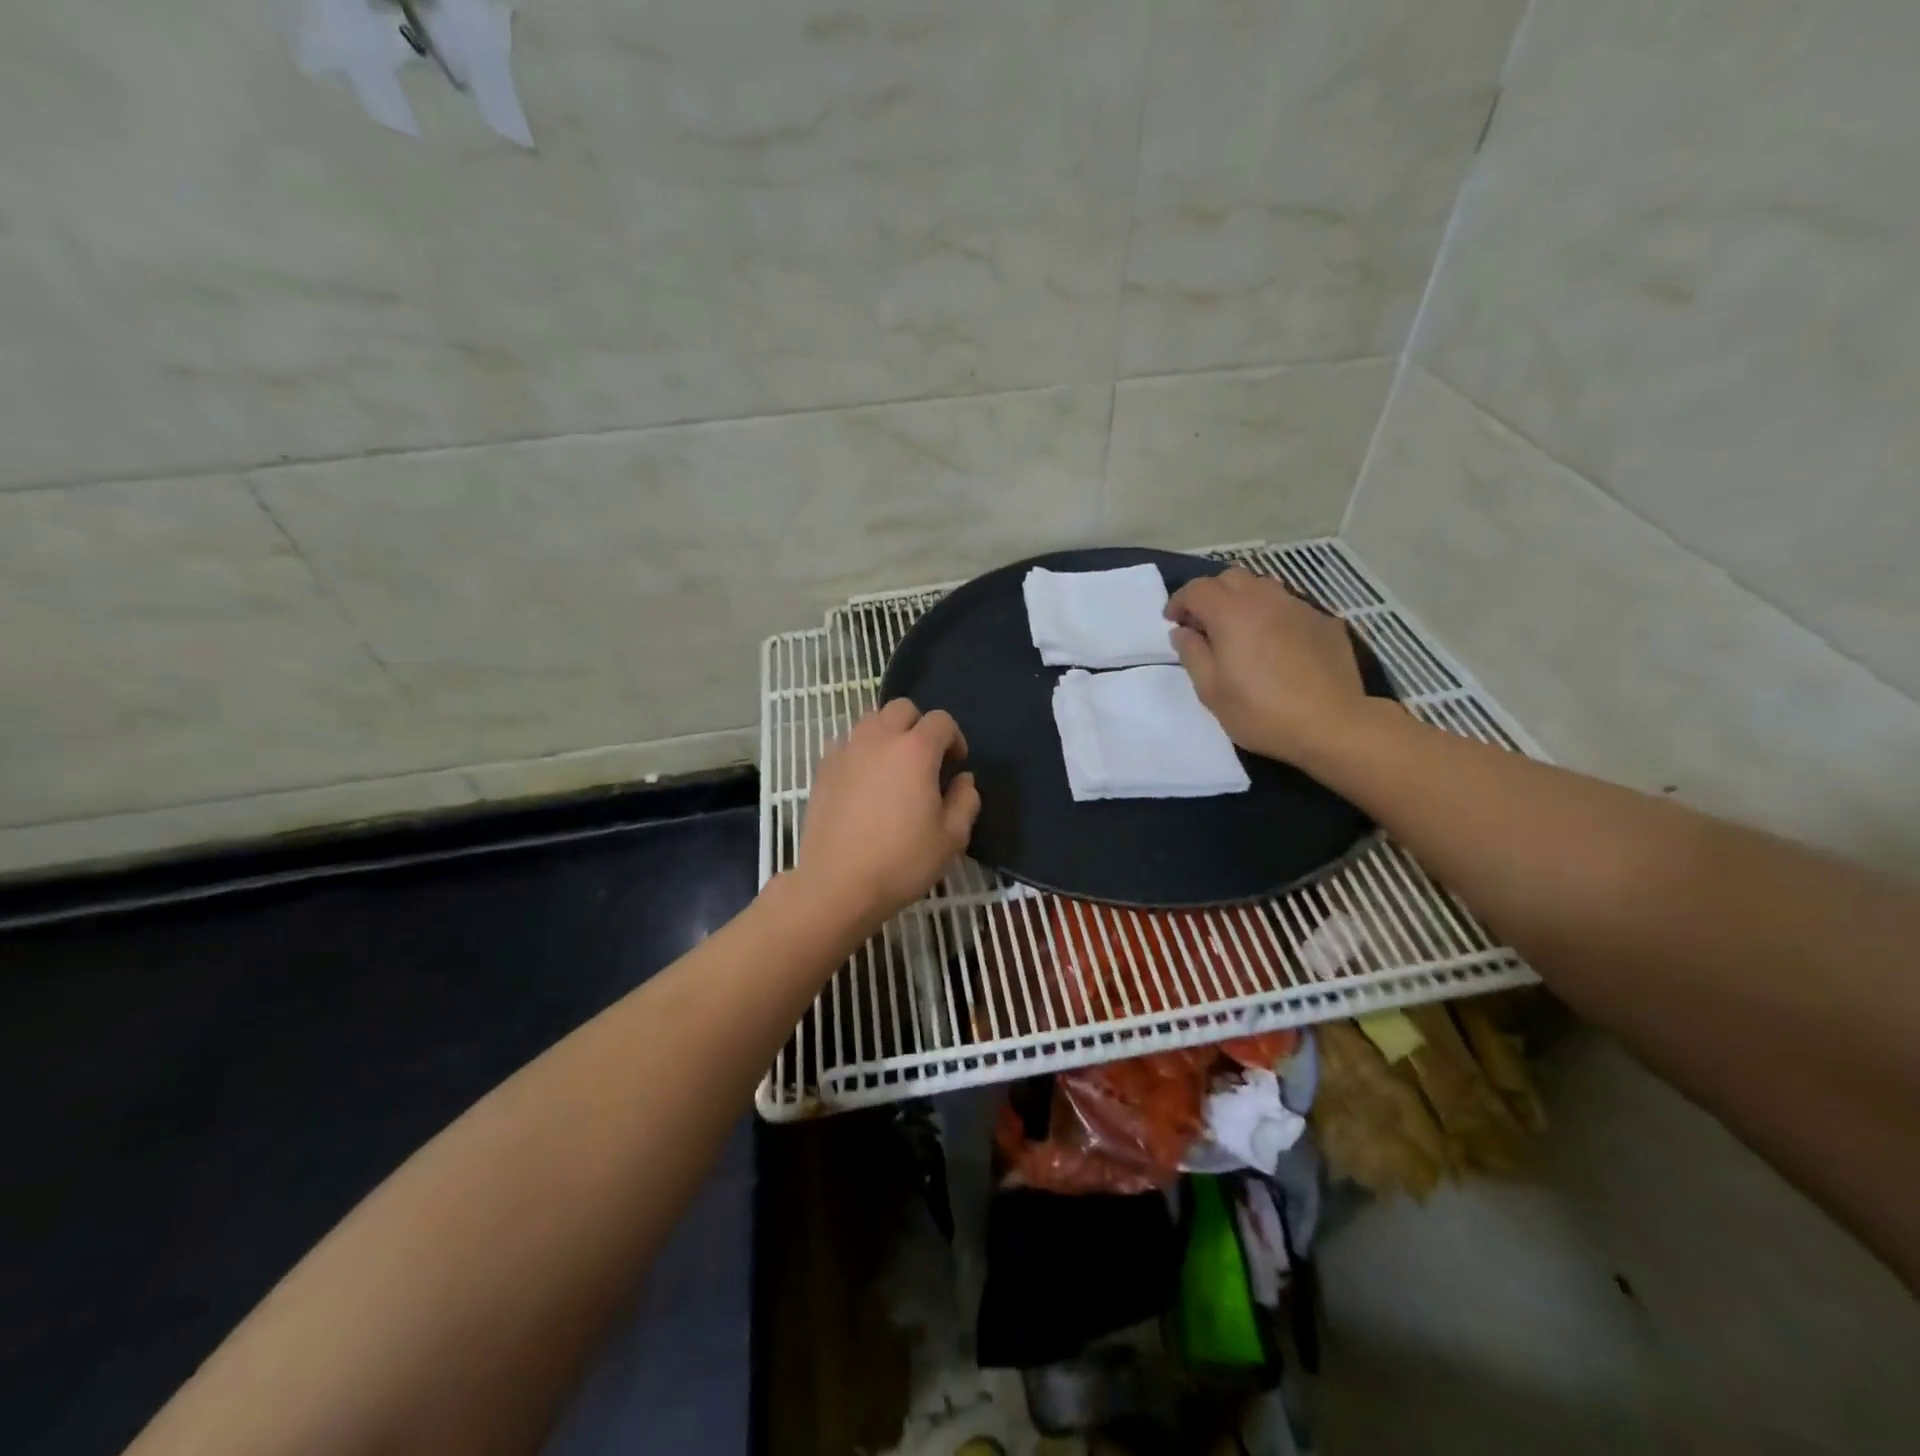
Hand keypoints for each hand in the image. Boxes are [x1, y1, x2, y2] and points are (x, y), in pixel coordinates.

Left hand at [794, 699, 980, 932]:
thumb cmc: (901, 862)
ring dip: (888, 734)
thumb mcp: (952, 838)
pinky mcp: (822, 769)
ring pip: (870, 721)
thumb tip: (963, 780)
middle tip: (925, 761)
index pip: (941, 720)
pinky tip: (864, 783)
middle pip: (902, 709)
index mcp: (915, 750)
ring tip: (893, 768)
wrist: (838, 885)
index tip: (955, 766)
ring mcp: (846, 751)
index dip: (954, 738)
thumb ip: (966, 801)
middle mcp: (878, 739)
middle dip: (919, 726)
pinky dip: (860, 751)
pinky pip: (846, 743)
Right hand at [1165, 567, 1370, 763]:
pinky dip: (1272, 615)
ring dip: (1243, 600)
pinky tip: (1275, 644)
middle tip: (1204, 623)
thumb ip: (1192, 654)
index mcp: (1232, 615)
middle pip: (1231, 577)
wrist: (1332, 725)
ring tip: (1239, 629)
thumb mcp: (1211, 691)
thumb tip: (1182, 632)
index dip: (1180, 601)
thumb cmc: (1261, 713)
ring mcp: (1300, 608)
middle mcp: (1265, 600)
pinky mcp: (1325, 623)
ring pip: (1264, 587)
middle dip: (1211, 593)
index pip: (1198, 589)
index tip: (1173, 621)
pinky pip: (1290, 607)